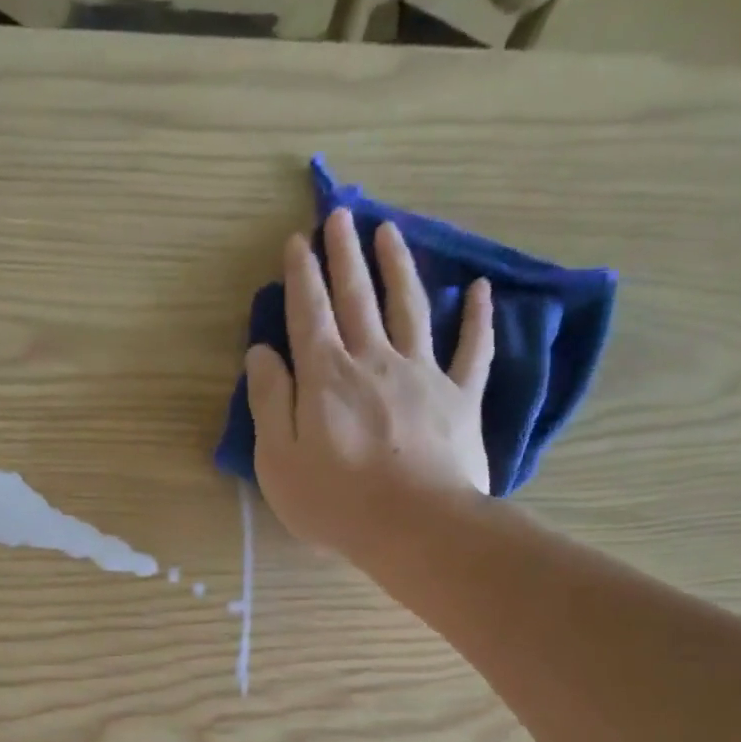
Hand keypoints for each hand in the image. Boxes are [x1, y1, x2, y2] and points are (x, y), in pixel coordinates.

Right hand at [245, 208, 495, 562]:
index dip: (302, 276)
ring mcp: (423, 374)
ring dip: (398, 267)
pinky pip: (472, 349)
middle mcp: (374, 360)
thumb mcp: (278, 459)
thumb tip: (261, 353)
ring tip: (390, 231)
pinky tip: (480, 291)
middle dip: (345, 255)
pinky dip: (478, 318)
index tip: (297, 242)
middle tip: (340, 215)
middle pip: (358, 297)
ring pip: (410, 307)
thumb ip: (269, 402)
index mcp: (326, 376)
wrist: (414, 526)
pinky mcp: (460, 397)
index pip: (309, 314)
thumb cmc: (334, 501)